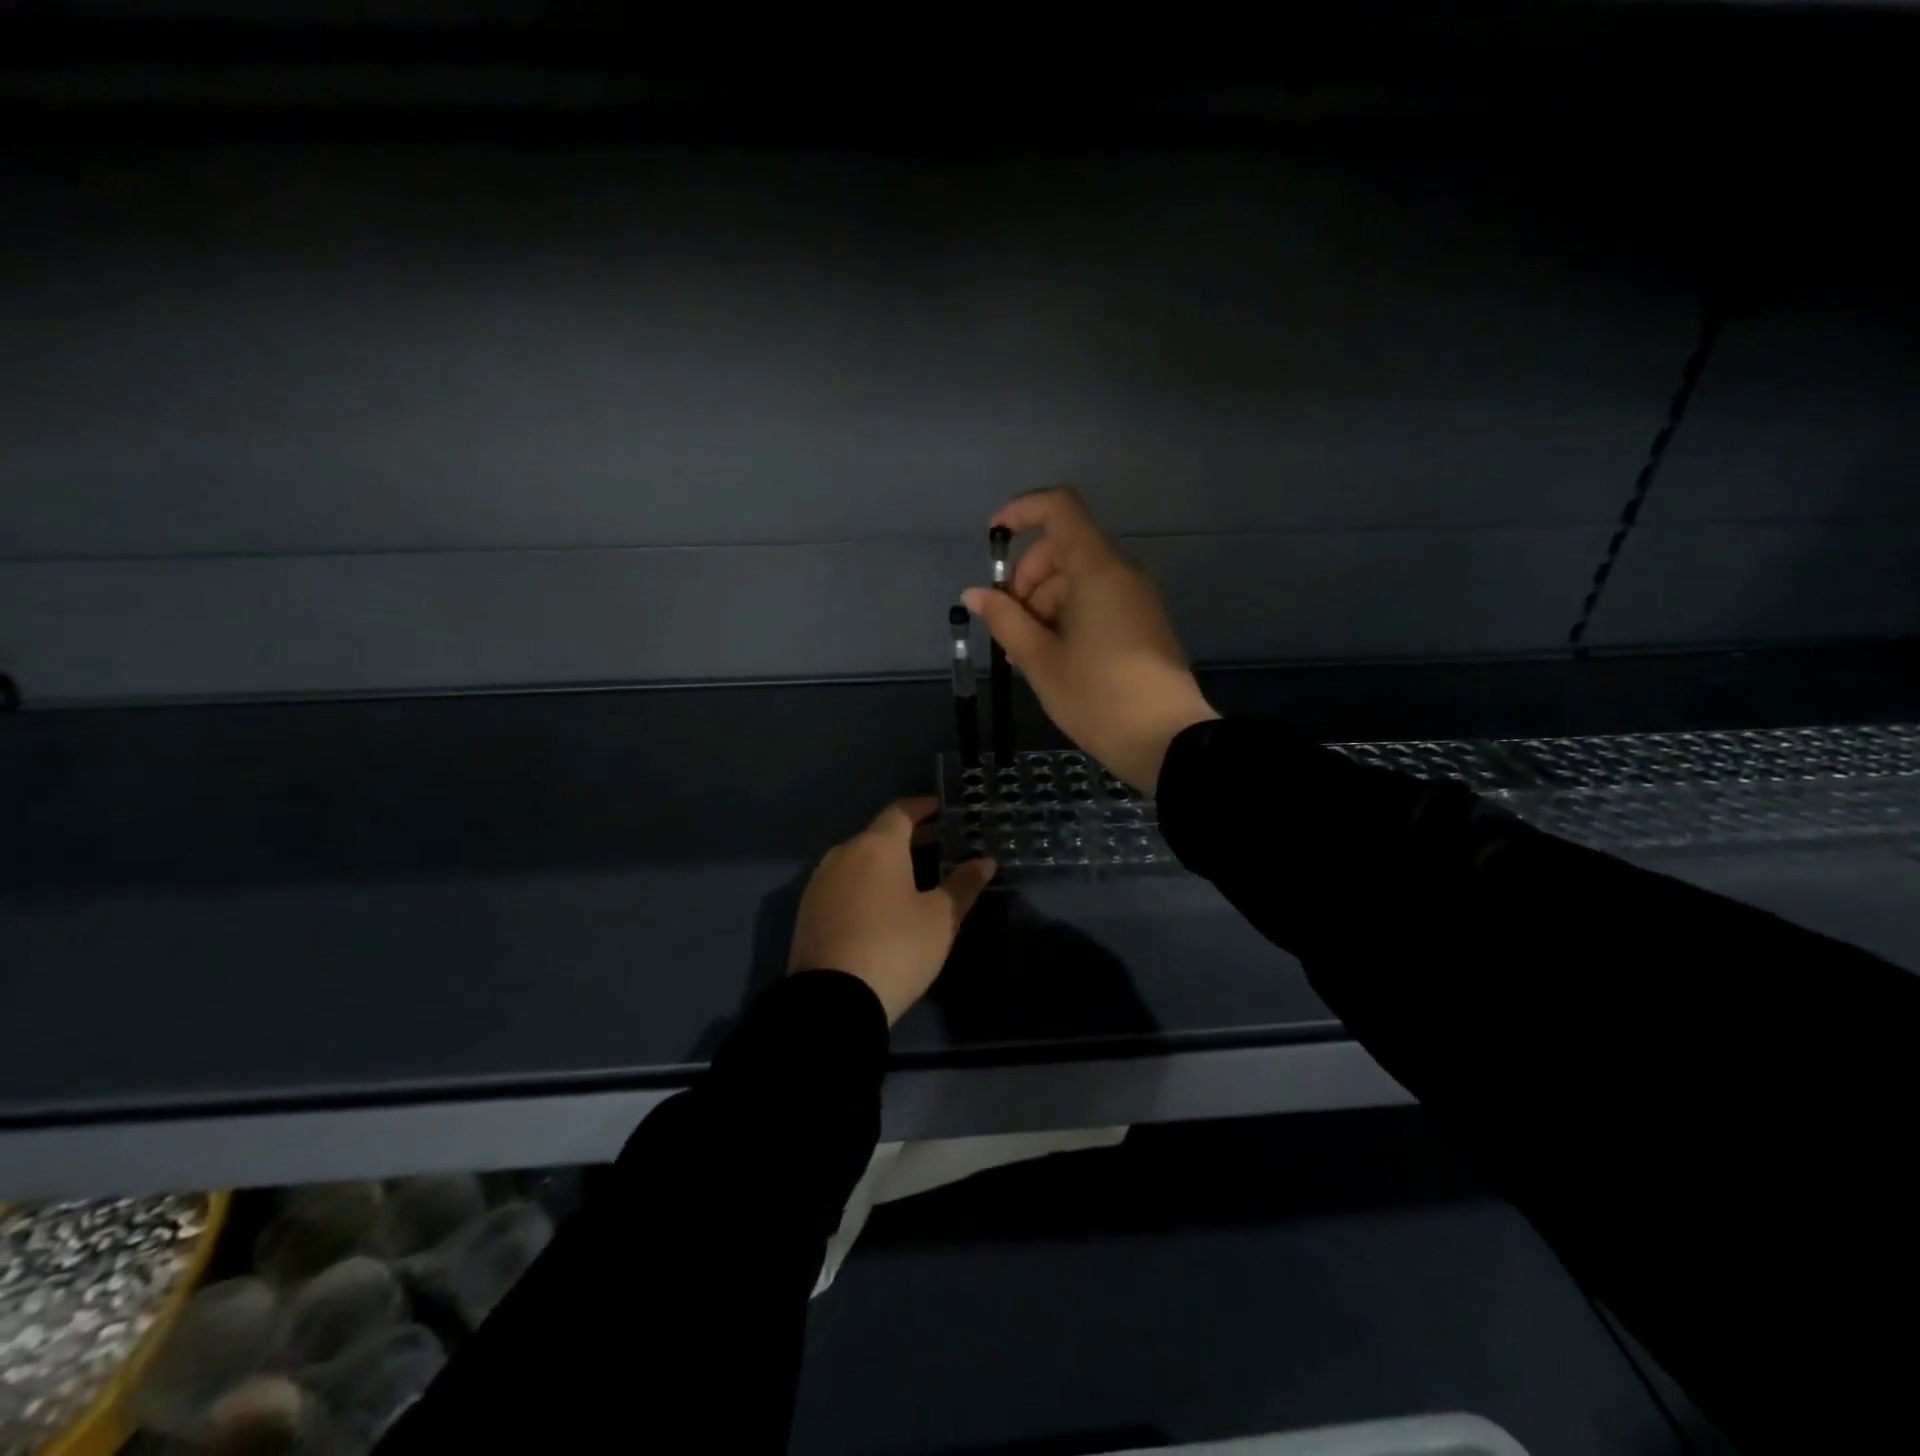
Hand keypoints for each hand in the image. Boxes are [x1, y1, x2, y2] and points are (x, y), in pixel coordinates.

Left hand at [787, 797, 996, 1023]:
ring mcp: (820, 881)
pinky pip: (841, 882)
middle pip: (878, 834)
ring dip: (883, 861)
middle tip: (937, 846)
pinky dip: (863, 882)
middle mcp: (844, 853)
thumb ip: (963, 885)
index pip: (901, 811)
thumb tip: (984, 861)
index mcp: (877, 846)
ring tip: (910, 878)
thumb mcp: (941, 920)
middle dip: (908, 837)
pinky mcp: (807, 909)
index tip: (941, 809)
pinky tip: (878, 904)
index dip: (923, 808)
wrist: (832, 1000)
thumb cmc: (895, 949)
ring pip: (857, 858)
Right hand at [963, 487, 1217, 793]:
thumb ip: (1005, 619)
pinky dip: (1067, 616)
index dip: (1021, 511)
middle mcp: (1121, 572)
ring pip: (1078, 578)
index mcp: (1098, 569)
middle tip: (1009, 626)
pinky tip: (1052, 658)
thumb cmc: (1097, 697)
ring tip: (1026, 655)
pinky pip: (1097, 600)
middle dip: (1027, 577)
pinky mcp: (1142, 622)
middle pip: (1064, 547)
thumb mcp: (1040, 661)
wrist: (1167, 742)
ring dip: (1043, 603)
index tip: (992, 540)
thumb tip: (975, 593)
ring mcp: (1136, 597)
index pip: (1059, 508)